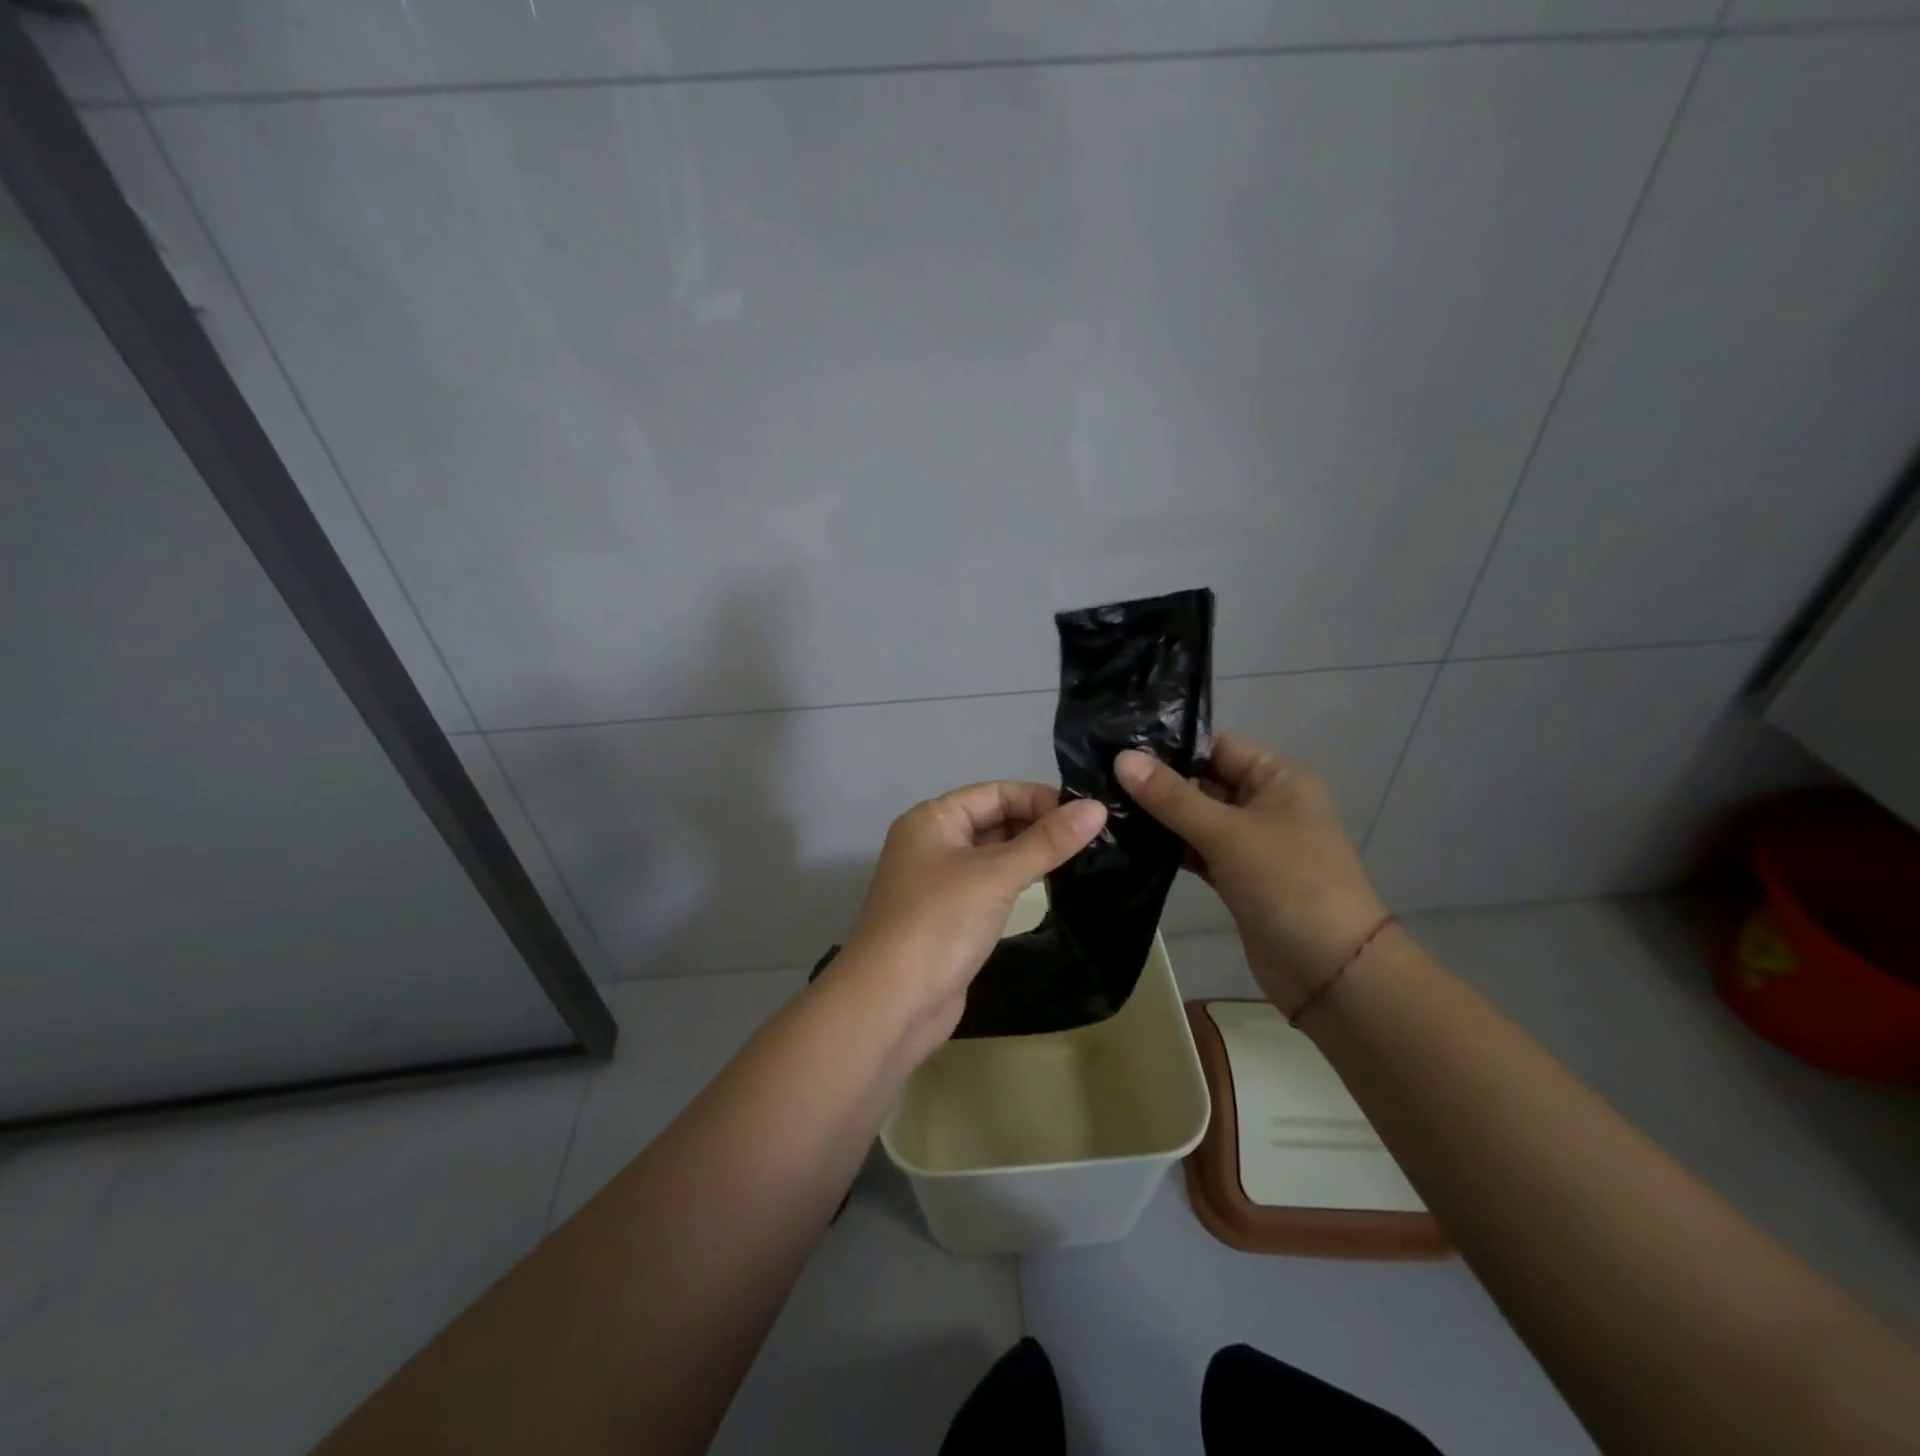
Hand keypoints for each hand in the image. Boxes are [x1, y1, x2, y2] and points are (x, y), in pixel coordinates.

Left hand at [837, 782, 1106, 1061]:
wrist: (892, 1003)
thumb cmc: (940, 923)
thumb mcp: (996, 875)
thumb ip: (1047, 842)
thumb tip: (1096, 808)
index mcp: (932, 819)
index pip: (994, 793)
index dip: (1039, 798)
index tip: (1087, 814)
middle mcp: (931, 843)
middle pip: (993, 821)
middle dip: (1038, 825)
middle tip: (1094, 837)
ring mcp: (938, 883)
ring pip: (992, 856)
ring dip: (1031, 855)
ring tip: (1083, 858)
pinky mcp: (948, 918)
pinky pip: (989, 887)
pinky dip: (1017, 883)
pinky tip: (1050, 887)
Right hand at [1115, 732, 1386, 1012]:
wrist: (1331, 972)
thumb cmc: (1288, 885)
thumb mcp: (1227, 834)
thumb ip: (1172, 797)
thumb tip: (1121, 757)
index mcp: (1276, 777)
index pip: (1214, 745)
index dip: (1167, 745)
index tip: (1113, 745)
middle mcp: (1264, 802)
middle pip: (1202, 780)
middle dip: (1155, 782)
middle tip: (1097, 776)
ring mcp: (1250, 841)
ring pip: (1195, 817)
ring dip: (1157, 816)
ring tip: (1102, 805)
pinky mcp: (1236, 875)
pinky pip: (1196, 849)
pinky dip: (1168, 847)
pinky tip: (1126, 842)